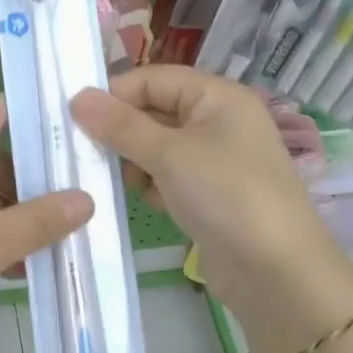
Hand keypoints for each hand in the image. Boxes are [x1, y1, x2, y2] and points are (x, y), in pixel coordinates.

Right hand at [71, 67, 344, 320]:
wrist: (278, 274)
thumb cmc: (226, 196)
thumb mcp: (169, 154)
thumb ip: (120, 126)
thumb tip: (77, 97)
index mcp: (217, 97)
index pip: (153, 79)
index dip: (114, 94)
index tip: (74, 118)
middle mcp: (218, 121)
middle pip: (154, 110)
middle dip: (120, 130)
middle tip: (83, 151)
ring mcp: (215, 160)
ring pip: (157, 146)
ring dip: (132, 160)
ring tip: (114, 179)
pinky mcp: (209, 194)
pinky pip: (167, 176)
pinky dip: (150, 184)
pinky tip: (141, 201)